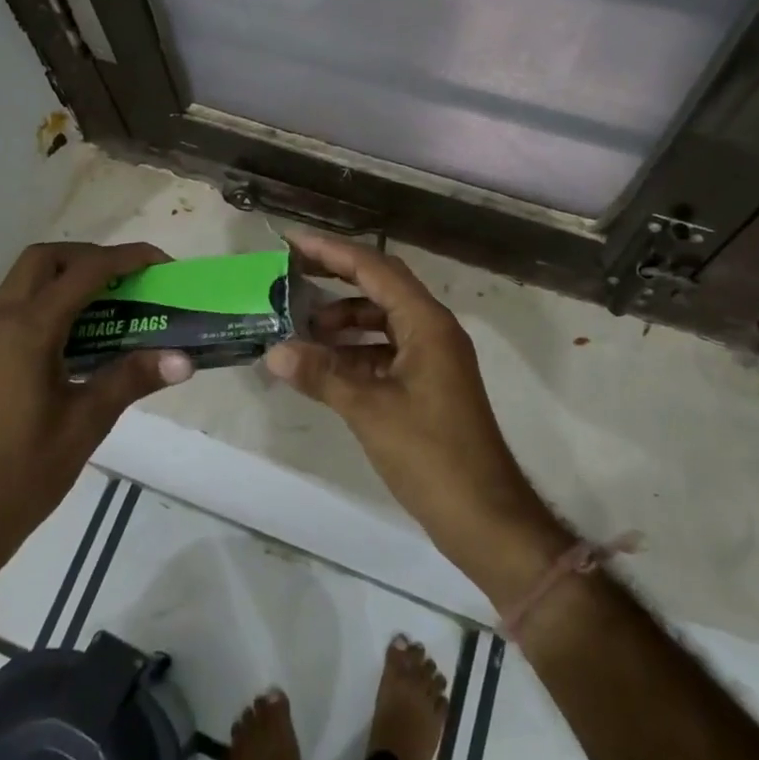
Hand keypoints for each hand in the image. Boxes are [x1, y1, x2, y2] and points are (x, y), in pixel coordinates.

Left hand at [0, 241, 193, 571]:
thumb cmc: (24, 472)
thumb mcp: (87, 422)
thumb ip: (133, 378)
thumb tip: (184, 359)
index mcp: (28, 331)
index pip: (84, 272)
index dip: (126, 259)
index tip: (161, 263)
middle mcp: (1, 322)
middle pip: (45, 259)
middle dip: (90, 258)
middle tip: (127, 281)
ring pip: (26, 280)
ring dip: (68, 277)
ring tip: (110, 305)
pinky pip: (18, 307)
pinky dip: (52, 301)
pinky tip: (80, 338)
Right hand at [264, 230, 558, 571]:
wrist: (484, 516)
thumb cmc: (432, 455)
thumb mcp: (370, 411)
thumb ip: (322, 375)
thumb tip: (273, 351)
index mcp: (427, 323)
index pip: (375, 269)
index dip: (332, 253)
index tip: (293, 243)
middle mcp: (433, 329)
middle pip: (381, 287)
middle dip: (337, 278)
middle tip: (292, 274)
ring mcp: (433, 357)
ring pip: (383, 320)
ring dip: (345, 319)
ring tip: (301, 328)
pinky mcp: (429, 384)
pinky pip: (387, 350)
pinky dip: (356, 351)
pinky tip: (325, 365)